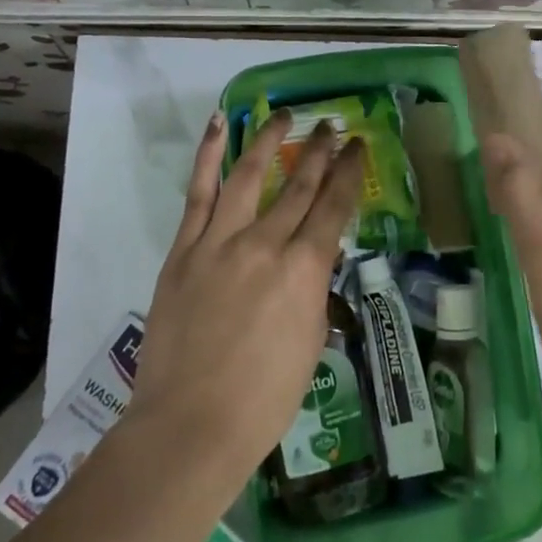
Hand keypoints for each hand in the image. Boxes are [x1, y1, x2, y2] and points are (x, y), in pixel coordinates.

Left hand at [127, 109, 363, 487]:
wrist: (191, 426)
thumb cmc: (265, 398)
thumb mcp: (311, 341)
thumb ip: (313, 291)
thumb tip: (311, 261)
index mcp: (304, 270)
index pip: (334, 206)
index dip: (349, 171)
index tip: (358, 145)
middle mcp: (266, 244)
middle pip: (299, 185)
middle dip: (320, 150)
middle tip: (332, 125)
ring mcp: (219, 243)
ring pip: (249, 175)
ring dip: (270, 140)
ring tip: (284, 115)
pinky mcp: (184, 250)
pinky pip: (198, 194)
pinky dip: (208, 156)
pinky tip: (218, 126)